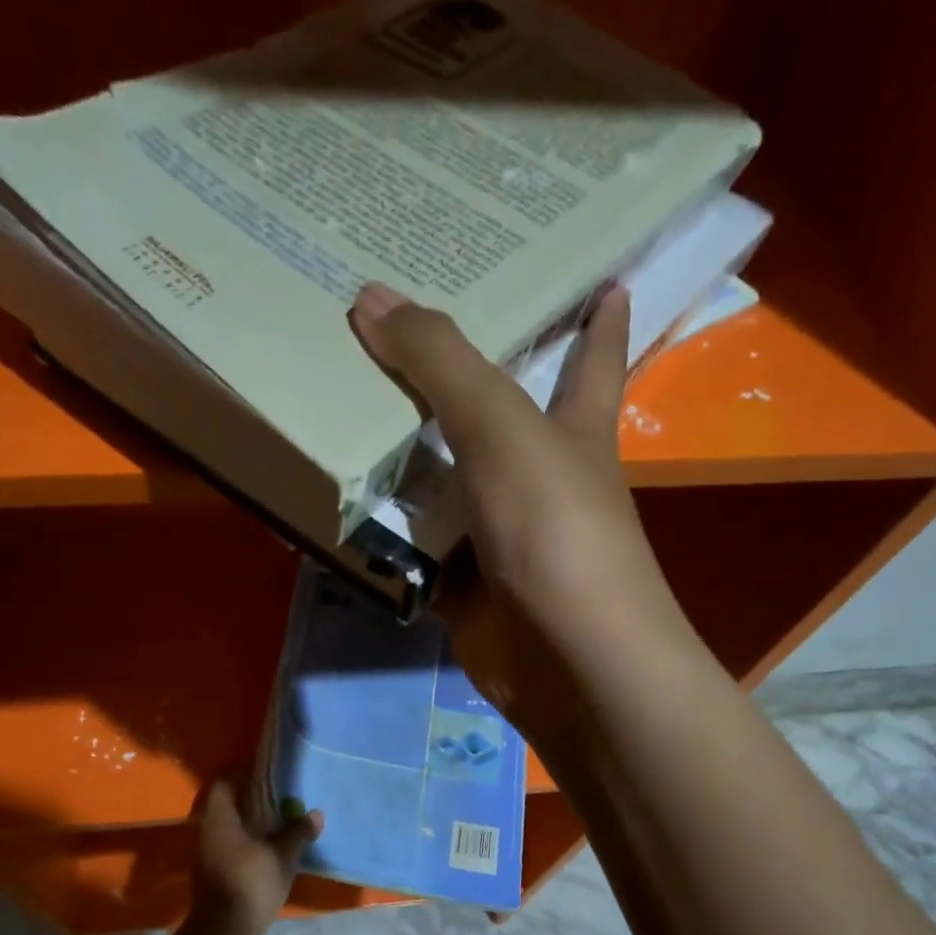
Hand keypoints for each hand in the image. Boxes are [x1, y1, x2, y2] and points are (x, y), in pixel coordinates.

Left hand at [187, 780, 322, 934]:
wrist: (225, 932)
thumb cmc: (250, 882)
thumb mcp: (283, 855)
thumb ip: (298, 832)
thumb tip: (316, 813)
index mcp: (219, 818)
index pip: (225, 783)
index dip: (243, 773)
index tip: (267, 771)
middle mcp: (209, 832)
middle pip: (229, 806)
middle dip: (252, 800)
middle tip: (280, 795)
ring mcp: (210, 855)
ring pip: (232, 829)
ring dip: (253, 824)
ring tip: (282, 821)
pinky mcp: (216, 875)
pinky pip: (234, 848)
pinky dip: (251, 844)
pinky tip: (273, 848)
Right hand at [348, 282, 684, 733]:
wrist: (566, 660)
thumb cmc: (556, 530)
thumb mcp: (503, 431)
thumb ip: (441, 365)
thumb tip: (371, 297)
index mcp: (572, 430)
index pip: (593, 359)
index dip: (601, 319)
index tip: (604, 274)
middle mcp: (537, 480)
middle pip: (489, 418)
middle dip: (452, 383)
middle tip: (394, 331)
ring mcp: (498, 538)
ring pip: (439, 488)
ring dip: (396, 462)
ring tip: (337, 409)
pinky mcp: (463, 587)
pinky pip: (412, 552)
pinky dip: (378, 538)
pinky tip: (331, 508)